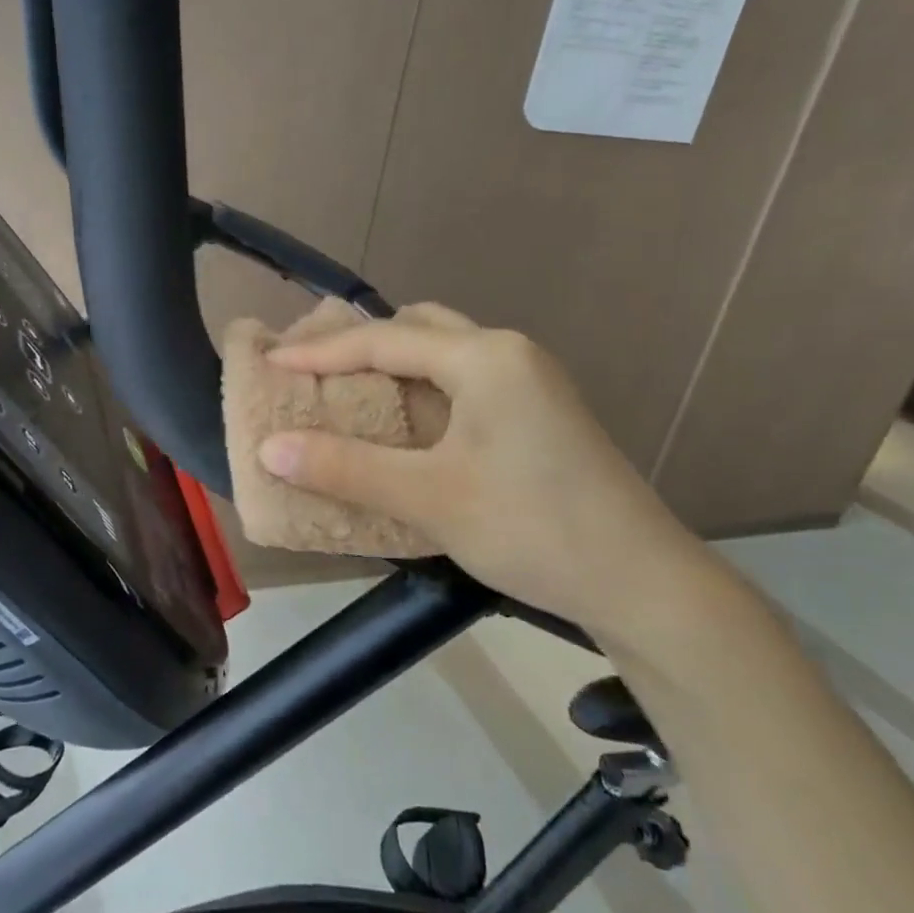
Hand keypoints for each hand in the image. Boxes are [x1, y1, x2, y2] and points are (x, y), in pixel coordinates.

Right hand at [259, 305, 716, 648]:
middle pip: (417, 328)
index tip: (270, 362)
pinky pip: (462, 379)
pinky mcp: (537, 412)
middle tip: (311, 370)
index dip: (321, 352)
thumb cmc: (533, 528)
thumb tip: (269, 449)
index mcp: (484, 357)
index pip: (384, 340)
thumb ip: (346, 468)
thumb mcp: (430, 497)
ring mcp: (529, 381)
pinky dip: (420, 388)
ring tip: (347, 392)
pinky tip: (401, 422)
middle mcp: (508, 353)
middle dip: (359, 344)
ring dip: (392, 365)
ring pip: (442, 351)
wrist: (644, 584)